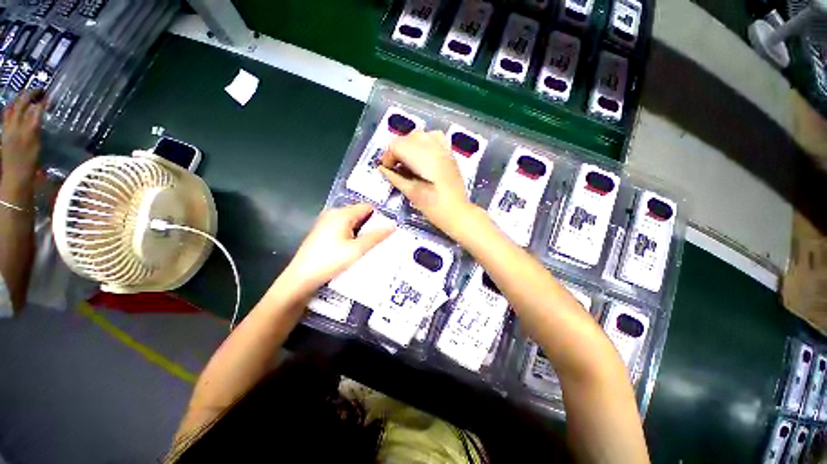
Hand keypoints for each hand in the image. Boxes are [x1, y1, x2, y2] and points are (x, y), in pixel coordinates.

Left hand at [1, 90, 44, 187]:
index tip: (50, 97)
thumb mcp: (37, 147)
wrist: (16, 179)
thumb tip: (41, 112)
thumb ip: (37, 128)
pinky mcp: (5, 135)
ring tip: (28, 97)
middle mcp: (15, 125)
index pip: (35, 108)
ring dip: (20, 101)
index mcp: (26, 128)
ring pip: (12, 108)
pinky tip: (17, 110)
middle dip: (30, 95)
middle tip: (40, 92)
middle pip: (21, 104)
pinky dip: (13, 110)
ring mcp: (8, 130)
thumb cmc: (30, 166)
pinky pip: (8, 117)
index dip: (42, 101)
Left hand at [284, 203, 394, 292]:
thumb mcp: (357, 250)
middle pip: (359, 214)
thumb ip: (376, 236)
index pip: (367, 207)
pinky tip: (355, 248)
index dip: (379, 216)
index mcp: (342, 214)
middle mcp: (333, 213)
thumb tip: (393, 225)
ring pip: (351, 222)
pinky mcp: (322, 232)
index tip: (387, 230)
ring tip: (370, 245)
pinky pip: (343, 228)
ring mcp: (326, 222)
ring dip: (362, 232)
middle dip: (371, 225)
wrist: (301, 278)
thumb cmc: (330, 261)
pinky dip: (352, 235)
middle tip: (381, 239)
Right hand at [379, 130, 472, 234]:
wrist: (456, 211)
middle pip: (406, 138)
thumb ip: (394, 177)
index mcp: (421, 157)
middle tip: (396, 168)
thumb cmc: (432, 206)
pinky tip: (423, 155)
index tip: (387, 169)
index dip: (388, 156)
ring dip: (409, 145)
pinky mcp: (449, 151)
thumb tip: (382, 169)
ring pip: (419, 135)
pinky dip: (424, 142)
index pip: (396, 145)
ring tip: (408, 161)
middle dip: (397, 151)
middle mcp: (431, 146)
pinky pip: (433, 137)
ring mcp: (442, 147)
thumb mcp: (410, 192)